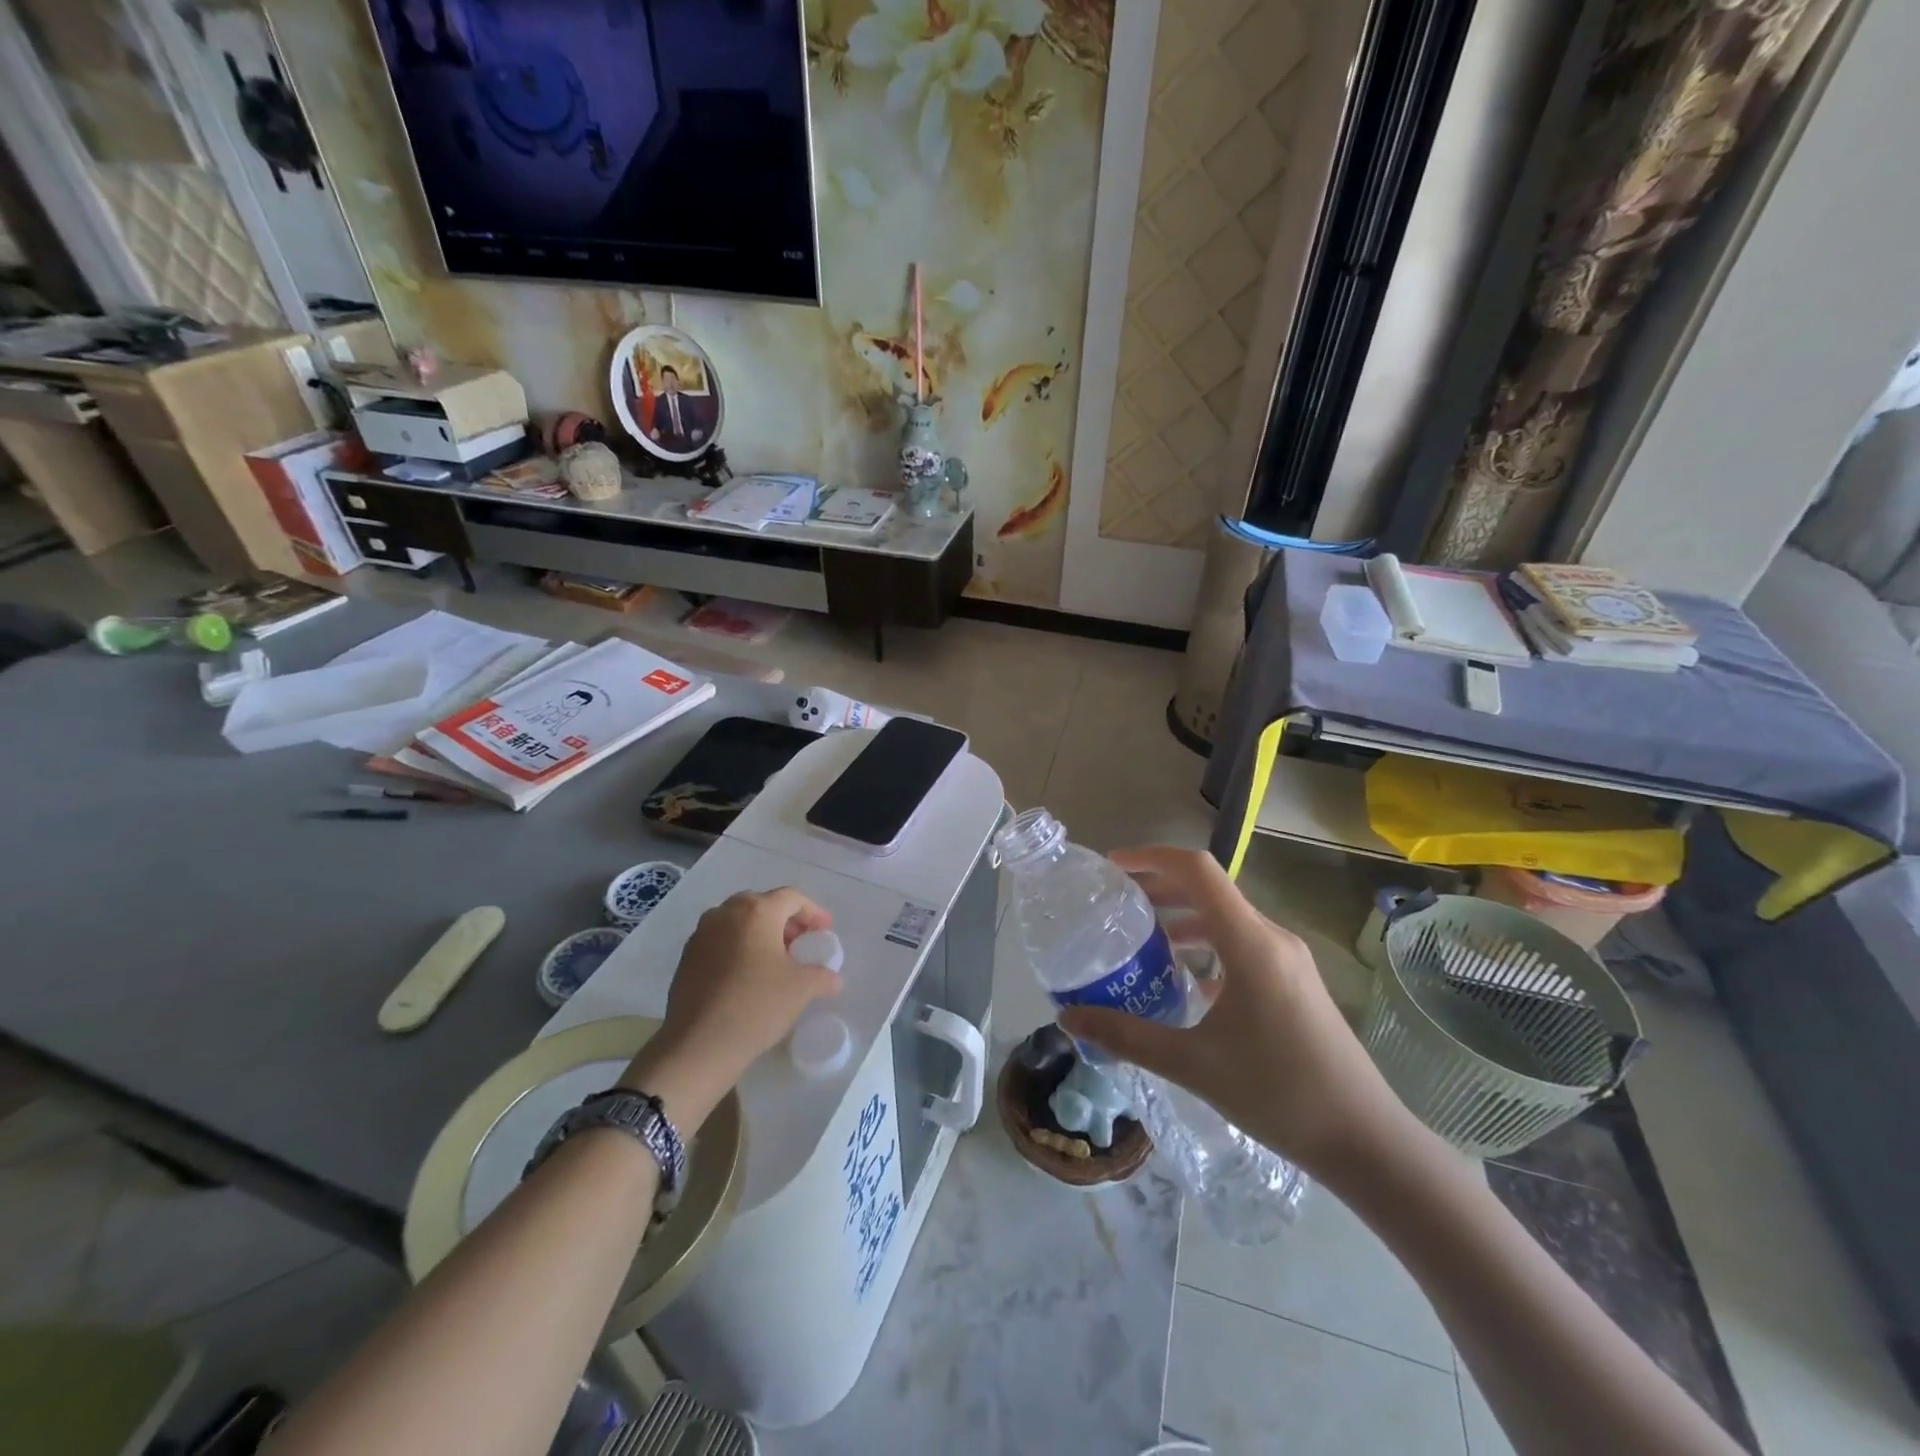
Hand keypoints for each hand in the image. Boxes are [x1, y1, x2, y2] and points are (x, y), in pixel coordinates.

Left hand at [622, 889, 840, 1125]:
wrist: (697, 1046)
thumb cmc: (756, 1005)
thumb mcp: (802, 989)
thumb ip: (823, 976)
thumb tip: (833, 978)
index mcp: (756, 912)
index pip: (791, 898)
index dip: (813, 912)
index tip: (825, 932)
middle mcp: (725, 914)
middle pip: (762, 905)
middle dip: (785, 921)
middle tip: (800, 943)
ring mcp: (701, 935)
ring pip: (738, 922)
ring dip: (760, 933)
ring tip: (775, 960)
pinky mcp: (686, 958)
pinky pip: (720, 941)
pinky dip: (738, 948)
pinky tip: (748, 976)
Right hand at [1056, 846, 1417, 1184]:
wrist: (1367, 1141)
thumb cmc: (1281, 1095)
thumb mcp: (1193, 1065)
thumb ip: (1127, 1036)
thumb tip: (1068, 1018)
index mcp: (1250, 943)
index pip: (1197, 870)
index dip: (1150, 857)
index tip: (1111, 867)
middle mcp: (1271, 938)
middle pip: (1208, 890)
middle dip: (1158, 888)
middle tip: (1114, 905)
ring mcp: (1288, 959)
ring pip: (1225, 917)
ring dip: (1181, 917)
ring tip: (1140, 940)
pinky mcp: (1294, 980)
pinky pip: (1241, 943)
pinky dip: (1205, 945)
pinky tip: (1184, 980)